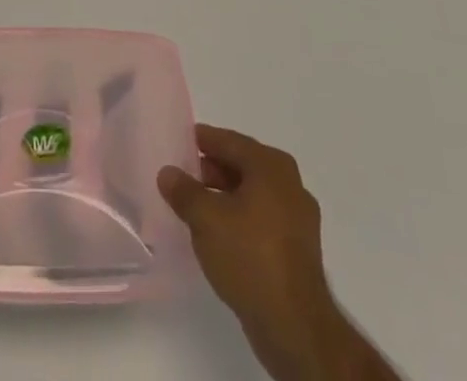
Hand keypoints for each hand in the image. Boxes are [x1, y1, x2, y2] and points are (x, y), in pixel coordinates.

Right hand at [159, 125, 395, 380]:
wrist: (295, 326)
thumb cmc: (249, 256)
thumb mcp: (205, 219)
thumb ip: (184, 191)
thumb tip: (168, 172)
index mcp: (271, 166)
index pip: (231, 142)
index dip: (205, 140)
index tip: (183, 140)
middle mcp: (290, 184)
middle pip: (244, 166)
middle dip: (214, 170)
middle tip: (186, 175)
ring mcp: (298, 219)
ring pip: (254, 195)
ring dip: (227, 196)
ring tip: (198, 207)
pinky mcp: (298, 250)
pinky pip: (263, 220)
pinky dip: (241, 219)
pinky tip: (221, 235)